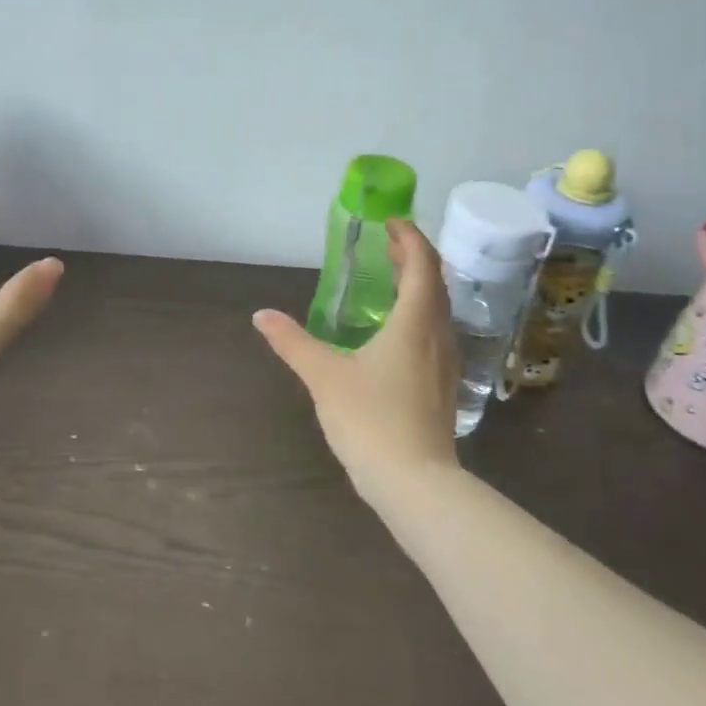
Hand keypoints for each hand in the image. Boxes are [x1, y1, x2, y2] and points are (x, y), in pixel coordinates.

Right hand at [253, 218, 460, 499]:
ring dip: (418, 285)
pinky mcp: (442, 385)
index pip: (422, 263)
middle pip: (434, 282)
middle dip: (413, 257)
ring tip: (392, 279)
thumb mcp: (324, 376)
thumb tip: (261, 315)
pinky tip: (397, 330)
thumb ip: (292, 342)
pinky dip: (419, 313)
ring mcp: (445, 362)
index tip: (391, 222)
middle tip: (388, 244)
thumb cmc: (370, 420)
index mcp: (414, 321)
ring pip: (438, 309)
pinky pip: (435, 331)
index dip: (409, 237)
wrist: (415, 483)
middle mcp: (437, 334)